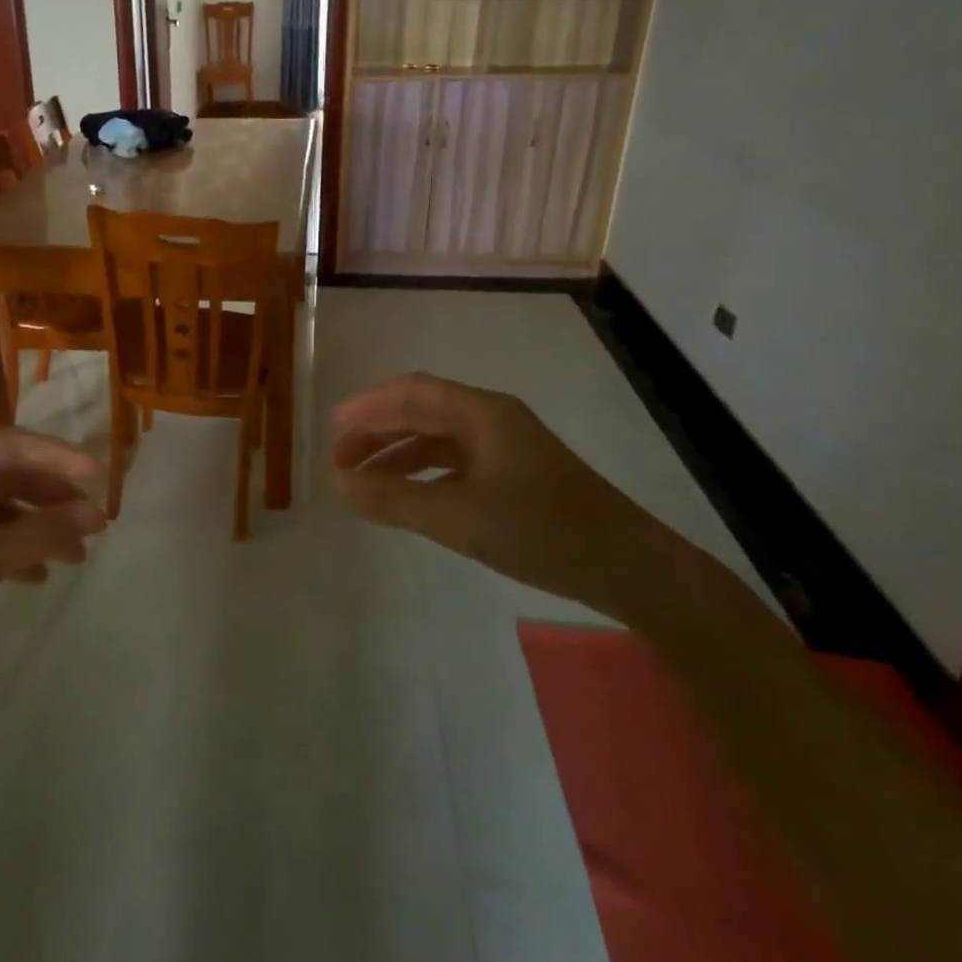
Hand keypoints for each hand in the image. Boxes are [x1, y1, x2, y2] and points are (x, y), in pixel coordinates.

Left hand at [0, 429, 106, 706]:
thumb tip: (96, 514)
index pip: (13, 444)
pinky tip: (36, 576)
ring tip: (76, 555)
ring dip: (37, 525)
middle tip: (92, 522)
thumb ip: (38, 535)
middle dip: (53, 496)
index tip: (101, 478)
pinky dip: (13, 549)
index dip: (60, 456)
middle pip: (9, 474)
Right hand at [331, 372, 673, 612]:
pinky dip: (423, 474)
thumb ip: (393, 499)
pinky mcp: (516, 476)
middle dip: (377, 431)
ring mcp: (507, 448)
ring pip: (438, 439)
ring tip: (363, 479)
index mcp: (482, 413)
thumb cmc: (542, 532)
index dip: (367, 407)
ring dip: (398, 453)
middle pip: (422, 411)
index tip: (332, 431)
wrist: (630, 568)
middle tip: (340, 459)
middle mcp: (493, 420)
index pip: (411, 393)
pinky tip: (408, 495)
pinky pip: (456, 463)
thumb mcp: (457, 517)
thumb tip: (337, 483)